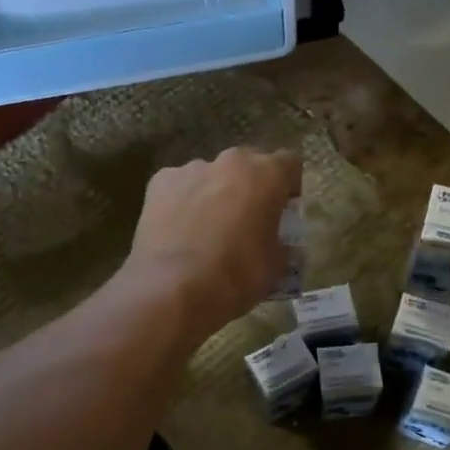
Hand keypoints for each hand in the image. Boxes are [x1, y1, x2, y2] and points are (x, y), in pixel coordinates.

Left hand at [123, 146, 301, 336]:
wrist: (173, 288)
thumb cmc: (236, 275)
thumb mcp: (275, 267)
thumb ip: (280, 244)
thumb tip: (276, 245)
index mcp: (266, 175)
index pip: (290, 163)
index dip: (289, 186)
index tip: (284, 210)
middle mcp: (230, 162)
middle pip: (247, 166)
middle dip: (250, 188)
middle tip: (247, 221)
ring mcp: (191, 169)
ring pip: (211, 176)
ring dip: (215, 194)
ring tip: (207, 231)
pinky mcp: (159, 182)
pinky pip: (179, 187)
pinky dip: (183, 203)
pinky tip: (179, 232)